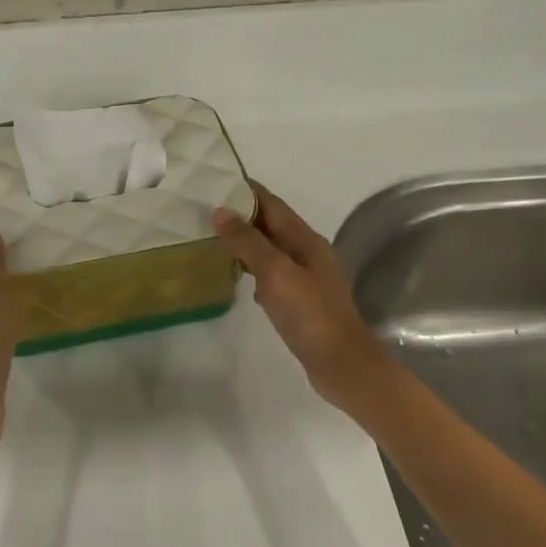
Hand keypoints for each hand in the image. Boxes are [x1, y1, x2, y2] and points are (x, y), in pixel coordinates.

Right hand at [213, 183, 393, 407]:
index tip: (216, 182)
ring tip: (211, 237)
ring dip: (244, 242)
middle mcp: (307, 254)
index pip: (273, 204)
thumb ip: (248, 242)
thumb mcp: (276, 272)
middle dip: (242, 215)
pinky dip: (252, 269)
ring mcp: (304, 279)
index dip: (247, 192)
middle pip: (271, 225)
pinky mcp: (299, 301)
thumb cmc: (310, 314)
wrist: (341, 364)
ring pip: (269, 250)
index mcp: (306, 240)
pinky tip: (234, 275)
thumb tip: (220, 211)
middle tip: (204, 210)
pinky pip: (271, 274)